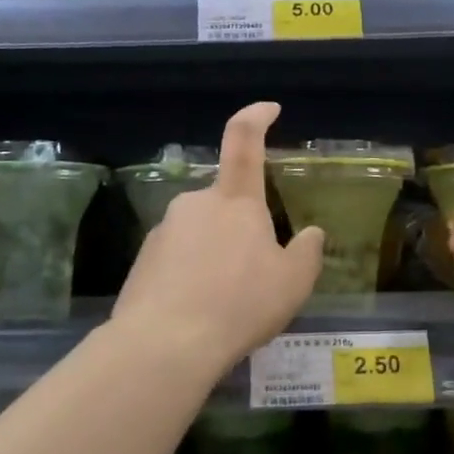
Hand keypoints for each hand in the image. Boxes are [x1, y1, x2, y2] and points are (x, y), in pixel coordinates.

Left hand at [110, 101, 323, 377]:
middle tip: (256, 274)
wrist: (164, 344)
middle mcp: (195, 204)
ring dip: (217, 254)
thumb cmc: (239, 305)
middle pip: (226, 203)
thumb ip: (307, 253)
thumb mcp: (293, 284)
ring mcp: (163, 230)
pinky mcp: (142, 259)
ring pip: (201, 233)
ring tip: (227, 302)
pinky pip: (177, 257)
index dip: (256, 116)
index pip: (244, 140)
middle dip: (243, 228)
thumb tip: (310, 233)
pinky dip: (191, 274)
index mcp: (235, 201)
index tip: (269, 109)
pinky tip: (199, 310)